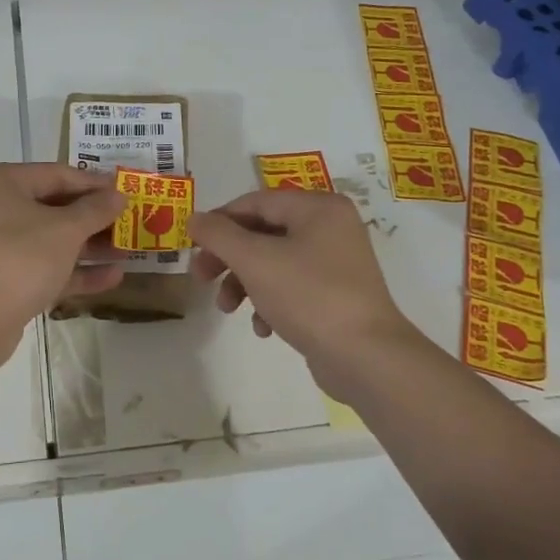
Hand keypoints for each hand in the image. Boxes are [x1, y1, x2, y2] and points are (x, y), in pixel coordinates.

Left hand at [0, 162, 127, 359]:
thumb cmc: (19, 260)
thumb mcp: (65, 230)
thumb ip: (95, 210)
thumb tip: (118, 194)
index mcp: (2, 183)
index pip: (57, 174)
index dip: (95, 183)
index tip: (128, 191)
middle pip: (54, 207)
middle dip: (94, 218)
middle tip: (131, 222)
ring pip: (50, 239)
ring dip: (89, 246)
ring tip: (129, 250)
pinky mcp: (3, 278)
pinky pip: (43, 266)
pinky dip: (74, 270)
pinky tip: (112, 278)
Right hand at [189, 189, 427, 390]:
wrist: (366, 357)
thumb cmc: (308, 296)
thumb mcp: (254, 260)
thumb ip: (219, 235)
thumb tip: (194, 218)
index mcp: (318, 208)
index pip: (255, 202)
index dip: (219, 221)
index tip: (193, 246)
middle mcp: (331, 227)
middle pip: (263, 233)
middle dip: (229, 258)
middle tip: (201, 278)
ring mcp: (336, 262)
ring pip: (273, 262)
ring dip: (244, 283)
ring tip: (228, 309)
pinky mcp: (336, 295)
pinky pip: (292, 287)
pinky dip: (270, 302)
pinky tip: (263, 328)